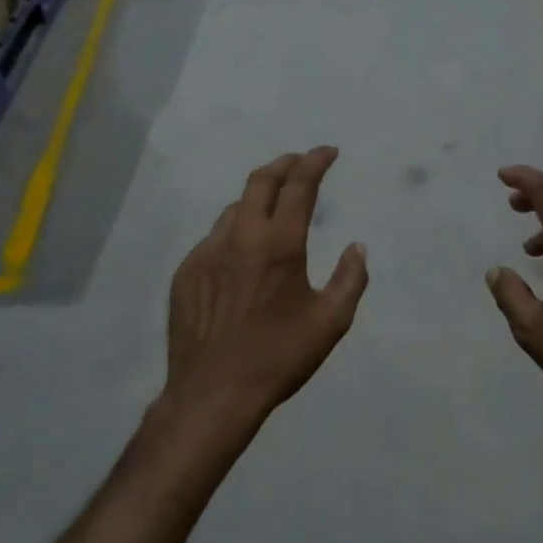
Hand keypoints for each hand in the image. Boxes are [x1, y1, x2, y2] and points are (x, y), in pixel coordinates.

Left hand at [165, 148, 368, 429]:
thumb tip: (357, 248)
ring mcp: (206, 252)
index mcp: (279, 243)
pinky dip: (233, 235)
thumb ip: (350, 279)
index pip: (299, 185)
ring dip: (255, 200)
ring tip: (270, 210)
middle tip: (298, 163)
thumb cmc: (279, 356)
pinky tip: (239, 256)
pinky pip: (212, 241)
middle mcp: (240, 236)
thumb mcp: (330, 322)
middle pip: (259, 181)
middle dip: (283, 164)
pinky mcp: (186, 273)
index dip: (315, 162)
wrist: (214, 391)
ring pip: (232, 210)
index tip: (327, 152)